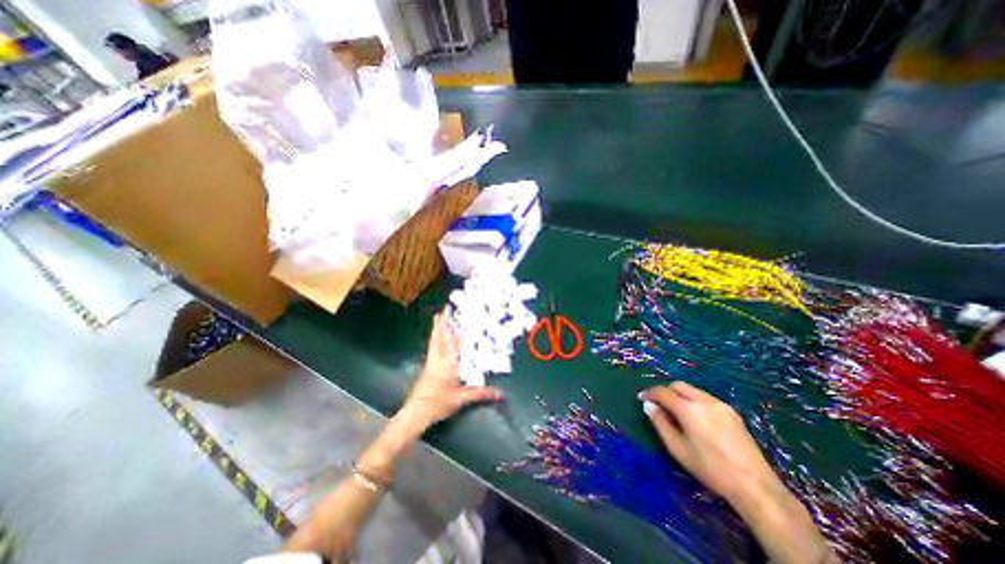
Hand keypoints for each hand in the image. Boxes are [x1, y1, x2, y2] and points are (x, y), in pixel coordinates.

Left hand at [396, 310, 497, 428]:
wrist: (415, 413)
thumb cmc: (438, 403)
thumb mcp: (461, 399)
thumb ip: (481, 394)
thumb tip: (500, 393)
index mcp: (448, 363)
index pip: (456, 342)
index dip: (461, 329)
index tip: (467, 317)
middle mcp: (438, 359)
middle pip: (439, 337)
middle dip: (442, 322)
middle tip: (444, 309)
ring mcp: (430, 362)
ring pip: (434, 341)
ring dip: (437, 329)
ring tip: (438, 317)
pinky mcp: (427, 368)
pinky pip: (432, 348)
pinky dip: (435, 339)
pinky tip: (437, 341)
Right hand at [644, 381, 833, 560]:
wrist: (755, 486)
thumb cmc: (710, 469)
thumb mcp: (678, 449)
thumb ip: (660, 423)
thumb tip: (648, 405)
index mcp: (689, 409)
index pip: (663, 392)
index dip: (650, 393)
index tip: (641, 398)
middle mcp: (704, 400)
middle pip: (678, 385)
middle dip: (665, 391)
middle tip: (658, 404)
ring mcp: (720, 404)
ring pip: (692, 389)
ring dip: (679, 395)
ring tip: (676, 411)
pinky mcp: (731, 411)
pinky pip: (705, 397)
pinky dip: (694, 400)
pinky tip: (696, 417)